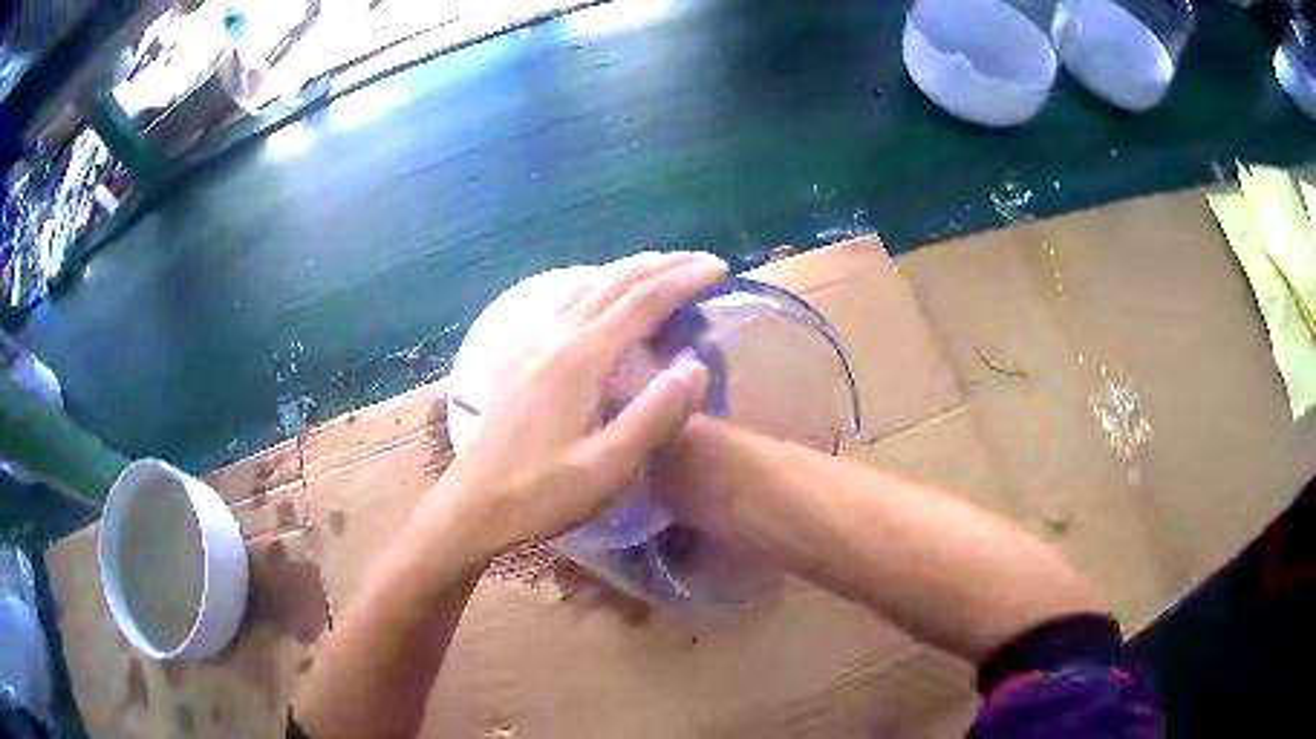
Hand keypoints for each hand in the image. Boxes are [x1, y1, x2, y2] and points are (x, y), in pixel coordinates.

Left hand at [424, 252, 727, 558]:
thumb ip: (655, 416)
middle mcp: (554, 336)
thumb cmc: (541, 494)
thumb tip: (696, 367)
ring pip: (586, 285)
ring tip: (663, 271)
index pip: (643, 299)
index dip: (685, 279)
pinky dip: (597, 288)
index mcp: (580, 358)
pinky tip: (601, 301)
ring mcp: (529, 342)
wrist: (472, 505)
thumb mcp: (607, 468)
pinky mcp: (516, 356)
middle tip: (702, 261)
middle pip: (615, 280)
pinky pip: (564, 302)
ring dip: (630, 272)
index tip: (720, 269)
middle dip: (663, 264)